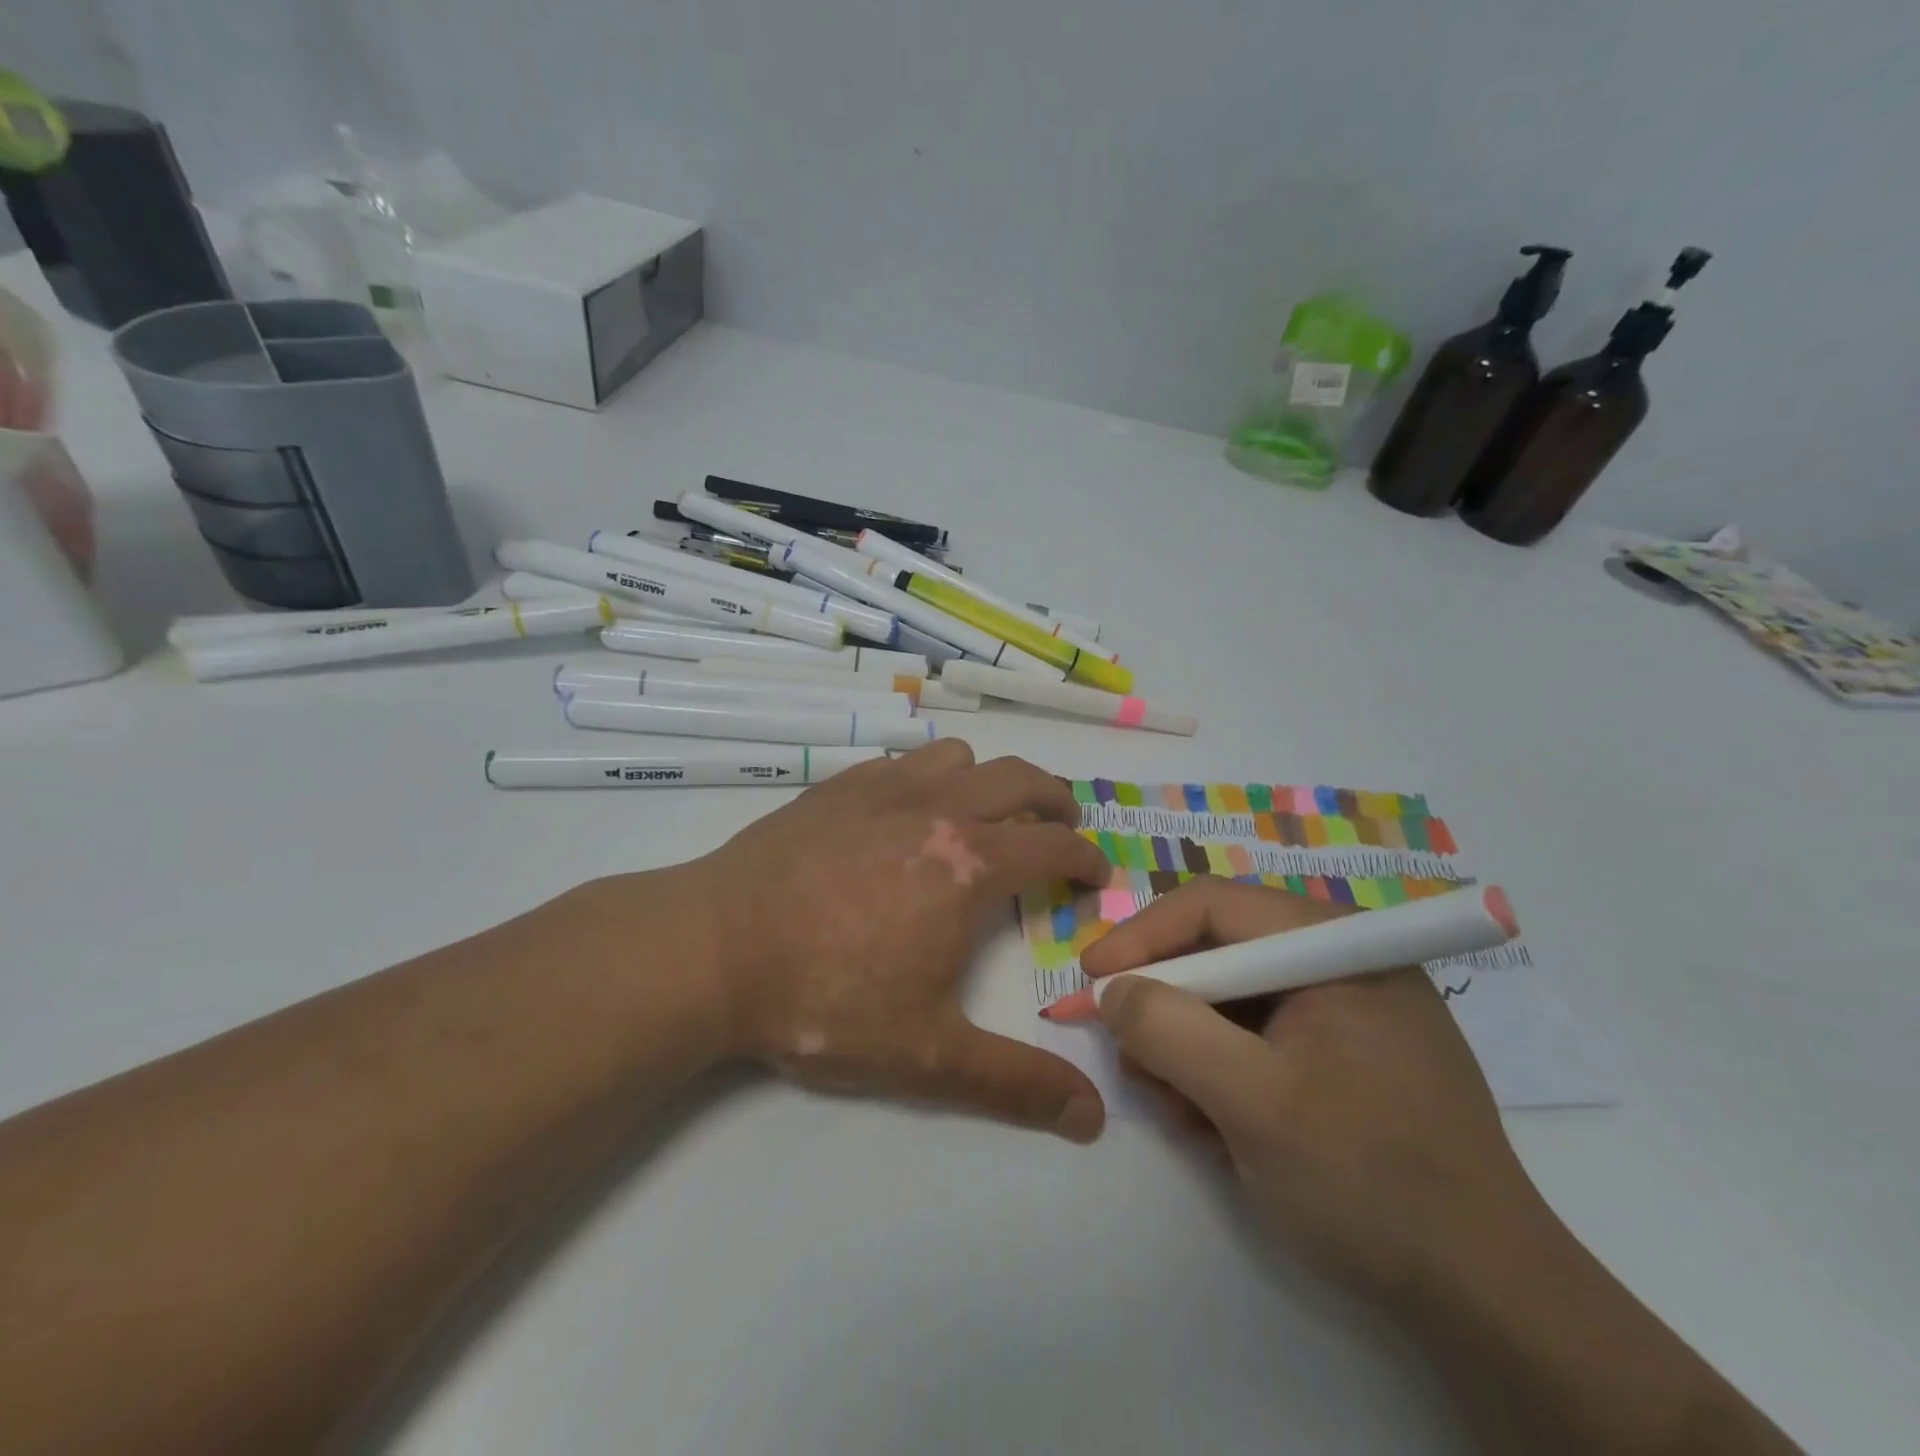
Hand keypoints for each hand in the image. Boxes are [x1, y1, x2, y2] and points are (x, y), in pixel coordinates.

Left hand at [680, 740, 1112, 1140]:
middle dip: (1055, 799)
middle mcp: (936, 809)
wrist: (712, 950)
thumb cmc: (824, 999)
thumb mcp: (926, 1056)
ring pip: (958, 757)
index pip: (1054, 844)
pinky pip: (901, 761)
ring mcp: (882, 789)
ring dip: (987, 779)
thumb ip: (1015, 1084)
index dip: (1087, 858)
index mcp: (969, 864)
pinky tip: (906, 812)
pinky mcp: (835, 786)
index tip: (1096, 876)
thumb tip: (1092, 1117)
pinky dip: (927, 776)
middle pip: (1019, 778)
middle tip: (1063, 825)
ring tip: (984, 815)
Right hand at [1080, 877, 1546, 1302]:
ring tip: (1184, 1113)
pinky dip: (1222, 1074)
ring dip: (1190, 1051)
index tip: (1089, 981)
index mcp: (1334, 946)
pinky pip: (1258, 1040)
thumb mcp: (1253, 1102)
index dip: (1141, 938)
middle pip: (1219, 954)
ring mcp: (1345, 1010)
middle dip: (1168, 1008)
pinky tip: (1217, 1127)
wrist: (1489, 1303)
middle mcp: (1340, 962)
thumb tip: (1114, 991)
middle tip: (1134, 1062)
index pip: (1213, 908)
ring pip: (1231, 1002)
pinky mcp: (1344, 1055)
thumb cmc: (1370, 1182)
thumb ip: (1170, 1031)